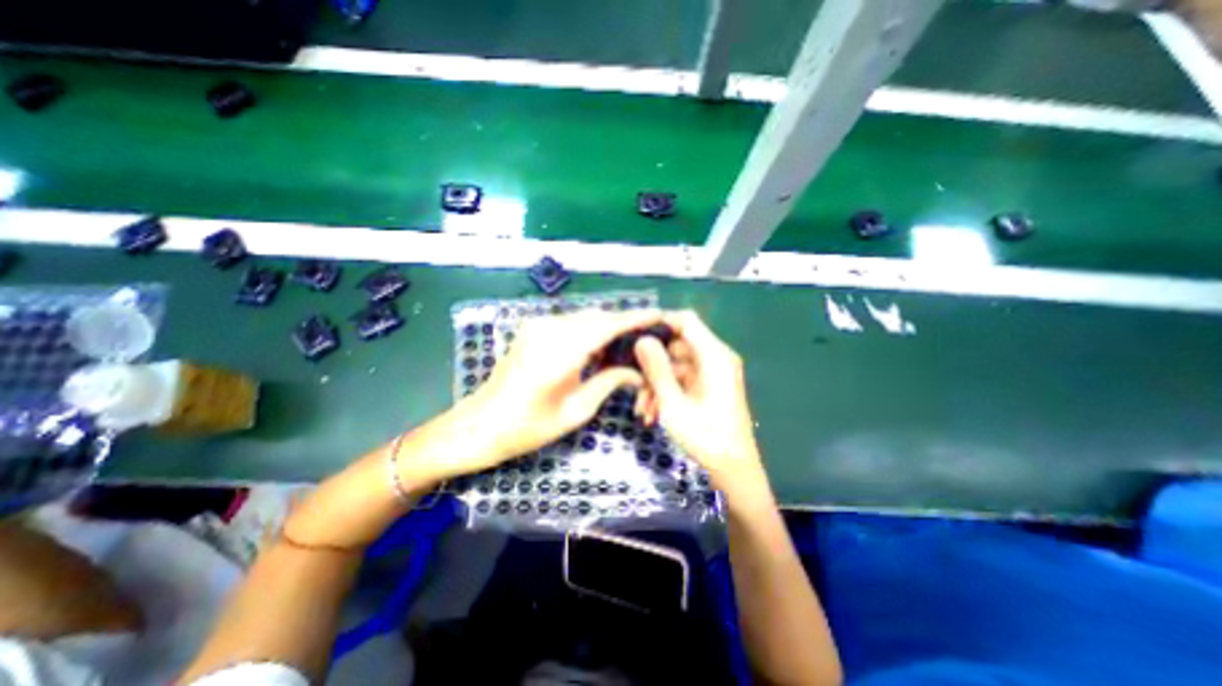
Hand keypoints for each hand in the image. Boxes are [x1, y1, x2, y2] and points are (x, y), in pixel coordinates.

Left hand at [460, 311, 665, 470]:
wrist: (481, 424)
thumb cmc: (528, 426)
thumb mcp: (576, 410)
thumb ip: (609, 382)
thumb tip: (637, 373)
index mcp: (561, 350)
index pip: (608, 325)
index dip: (636, 318)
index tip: (659, 315)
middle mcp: (550, 328)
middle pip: (597, 318)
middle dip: (624, 326)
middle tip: (646, 340)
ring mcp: (538, 325)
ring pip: (584, 319)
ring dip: (606, 330)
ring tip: (626, 348)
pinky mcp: (532, 329)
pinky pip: (570, 324)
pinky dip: (589, 333)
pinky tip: (599, 350)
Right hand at [631, 311, 759, 491]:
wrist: (733, 470)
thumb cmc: (706, 437)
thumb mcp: (673, 403)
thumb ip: (657, 369)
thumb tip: (642, 339)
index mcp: (714, 356)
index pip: (686, 321)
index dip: (661, 321)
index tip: (635, 333)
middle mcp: (716, 359)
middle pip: (677, 346)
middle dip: (653, 365)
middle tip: (635, 385)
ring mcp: (712, 373)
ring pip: (675, 366)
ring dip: (657, 384)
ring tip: (643, 410)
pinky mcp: (708, 386)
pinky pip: (682, 380)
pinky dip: (667, 392)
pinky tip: (653, 414)